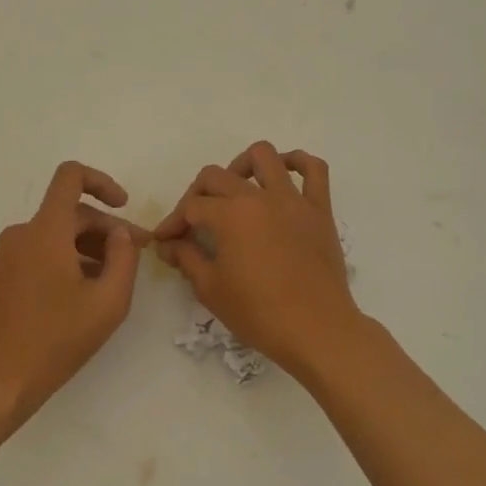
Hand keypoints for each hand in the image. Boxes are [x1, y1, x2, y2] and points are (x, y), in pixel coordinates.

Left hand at [0, 161, 147, 417]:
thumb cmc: (55, 340)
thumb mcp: (107, 302)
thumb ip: (124, 259)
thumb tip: (120, 233)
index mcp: (45, 230)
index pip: (70, 177)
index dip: (101, 181)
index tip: (123, 206)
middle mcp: (23, 233)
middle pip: (71, 212)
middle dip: (106, 229)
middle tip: (137, 256)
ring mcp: (9, 255)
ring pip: (58, 235)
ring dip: (89, 247)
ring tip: (114, 280)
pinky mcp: (3, 275)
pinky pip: (42, 252)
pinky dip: (68, 260)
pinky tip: (86, 292)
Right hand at [153, 142, 360, 376]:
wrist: (316, 330)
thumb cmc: (258, 313)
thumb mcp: (210, 289)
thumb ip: (186, 258)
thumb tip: (169, 244)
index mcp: (229, 215)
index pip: (190, 207)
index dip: (172, 224)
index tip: (165, 242)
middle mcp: (259, 197)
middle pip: (216, 177)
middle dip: (196, 195)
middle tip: (193, 222)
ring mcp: (292, 199)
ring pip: (264, 156)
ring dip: (241, 165)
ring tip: (235, 189)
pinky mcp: (320, 210)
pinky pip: (315, 170)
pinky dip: (298, 163)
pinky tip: (285, 175)